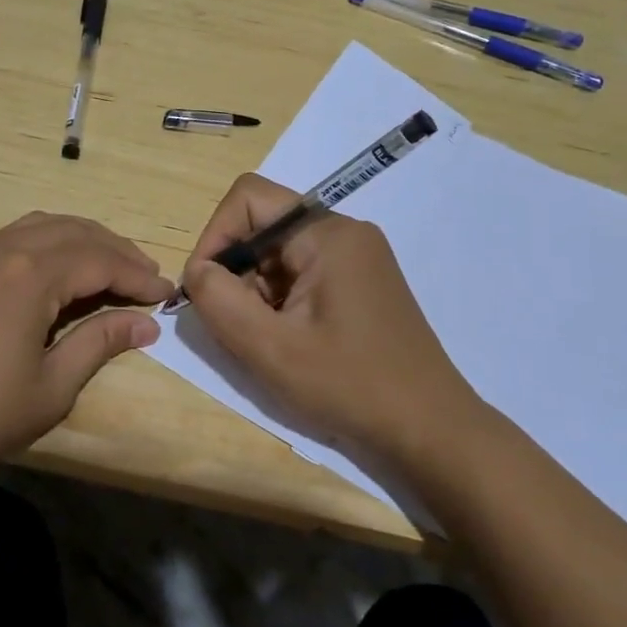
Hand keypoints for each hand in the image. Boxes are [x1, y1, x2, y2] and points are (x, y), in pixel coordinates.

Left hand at [0, 212, 171, 483]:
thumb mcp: (51, 386)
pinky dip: (44, 246)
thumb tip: (145, 324)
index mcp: (29, 272)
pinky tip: (56, 274)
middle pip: (72, 232)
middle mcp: (0, 248)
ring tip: (109, 269)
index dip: (138, 275)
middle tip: (146, 278)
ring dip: (80, 242)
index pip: (100, 259)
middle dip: (115, 251)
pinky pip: (10, 240)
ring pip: (39, 228)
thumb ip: (100, 343)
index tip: (167, 295)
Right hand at [180, 174, 483, 459]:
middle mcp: (344, 232)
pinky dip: (279, 301)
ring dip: (257, 291)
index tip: (203, 287)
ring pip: (279, 254)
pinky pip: (301, 273)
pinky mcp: (359, 282)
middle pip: (263, 227)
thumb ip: (219, 300)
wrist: (430, 429)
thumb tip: (197, 271)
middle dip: (236, 271)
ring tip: (267, 341)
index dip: (215, 236)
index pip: (249, 198)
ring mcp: (356, 257)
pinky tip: (289, 342)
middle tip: (236, 325)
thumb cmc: (350, 386)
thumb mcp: (270, 348)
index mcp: (327, 234)